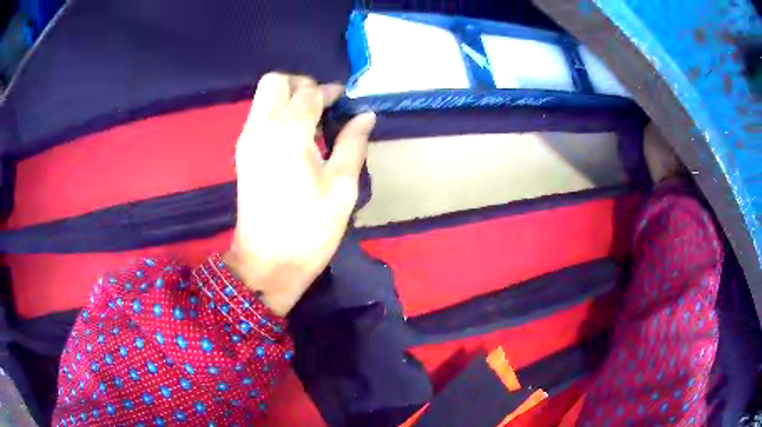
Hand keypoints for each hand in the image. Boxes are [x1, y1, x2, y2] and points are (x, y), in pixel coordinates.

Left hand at [223, 73, 375, 315]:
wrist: (267, 263)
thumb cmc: (309, 229)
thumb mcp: (342, 186)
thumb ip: (353, 143)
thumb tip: (365, 115)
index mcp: (288, 132)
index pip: (308, 93)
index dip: (329, 92)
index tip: (345, 101)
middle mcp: (261, 127)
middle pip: (275, 81)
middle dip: (301, 84)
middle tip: (323, 105)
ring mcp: (247, 140)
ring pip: (263, 97)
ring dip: (288, 98)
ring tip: (313, 121)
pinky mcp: (242, 154)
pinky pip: (258, 116)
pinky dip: (277, 113)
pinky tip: (297, 136)